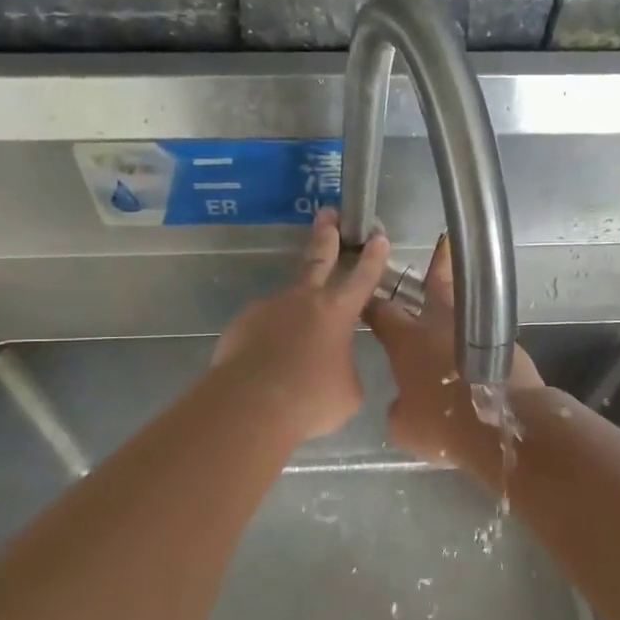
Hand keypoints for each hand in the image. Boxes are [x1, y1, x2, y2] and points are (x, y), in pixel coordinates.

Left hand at [212, 208, 391, 443]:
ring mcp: (269, 308)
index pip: (362, 277)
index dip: (373, 257)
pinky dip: (269, 340)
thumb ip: (346, 369)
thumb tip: (336, 367)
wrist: (252, 405)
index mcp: (338, 312)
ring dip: (293, 316)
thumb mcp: (348, 391)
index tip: (377, 235)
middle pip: (318, 259)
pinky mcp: (242, 324)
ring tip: (293, 347)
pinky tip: (268, 363)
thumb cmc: (311, 399)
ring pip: (287, 303)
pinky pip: (262, 328)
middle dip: (326, 235)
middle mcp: (304, 300)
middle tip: (328, 214)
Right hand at [365, 237, 543, 481]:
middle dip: (435, 266)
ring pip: (467, 304)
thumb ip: (399, 406)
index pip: (382, 312)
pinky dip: (480, 333)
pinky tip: (480, 343)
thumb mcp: (404, 426)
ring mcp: (477, 330)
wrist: (504, 427)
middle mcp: (440, 326)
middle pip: (435, 285)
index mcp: (407, 341)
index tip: (366, 296)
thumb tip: (406, 401)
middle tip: (441, 244)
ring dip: (462, 294)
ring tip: (466, 281)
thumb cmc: (444, 426)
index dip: (371, 304)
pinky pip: (486, 332)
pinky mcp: (506, 344)